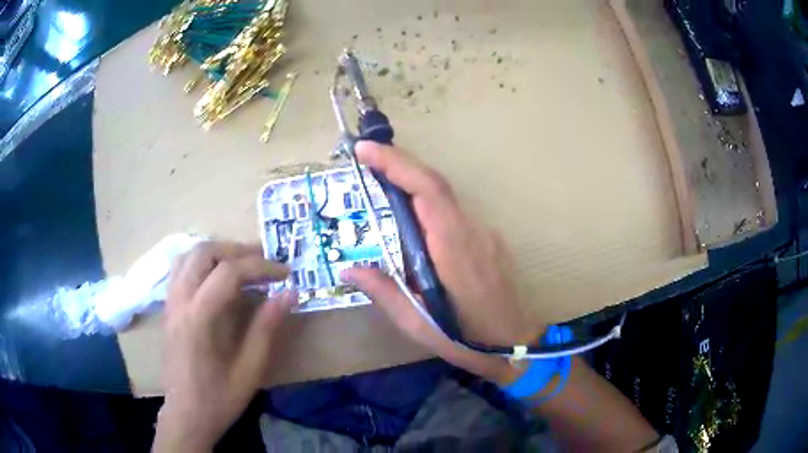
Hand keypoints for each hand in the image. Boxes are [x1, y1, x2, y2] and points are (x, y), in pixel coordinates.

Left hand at [154, 242, 294, 451]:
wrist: (186, 415)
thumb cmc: (219, 398)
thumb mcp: (250, 370)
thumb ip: (267, 328)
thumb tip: (289, 294)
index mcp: (199, 317)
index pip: (229, 272)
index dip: (260, 267)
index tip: (285, 273)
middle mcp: (180, 301)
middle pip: (204, 252)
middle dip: (237, 250)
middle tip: (264, 263)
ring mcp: (170, 302)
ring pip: (188, 255)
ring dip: (217, 252)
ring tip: (242, 264)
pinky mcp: (168, 308)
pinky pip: (181, 269)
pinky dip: (201, 261)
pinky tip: (216, 277)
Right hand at [341, 142, 542, 383]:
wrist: (516, 347)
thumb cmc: (466, 340)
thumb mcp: (418, 324)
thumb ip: (384, 292)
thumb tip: (349, 269)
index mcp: (454, 250)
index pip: (428, 191)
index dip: (397, 164)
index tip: (366, 150)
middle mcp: (473, 232)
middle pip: (436, 185)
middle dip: (399, 164)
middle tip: (364, 157)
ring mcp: (485, 234)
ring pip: (444, 197)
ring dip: (411, 183)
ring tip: (379, 184)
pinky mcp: (488, 240)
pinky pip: (453, 213)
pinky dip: (427, 204)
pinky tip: (410, 219)